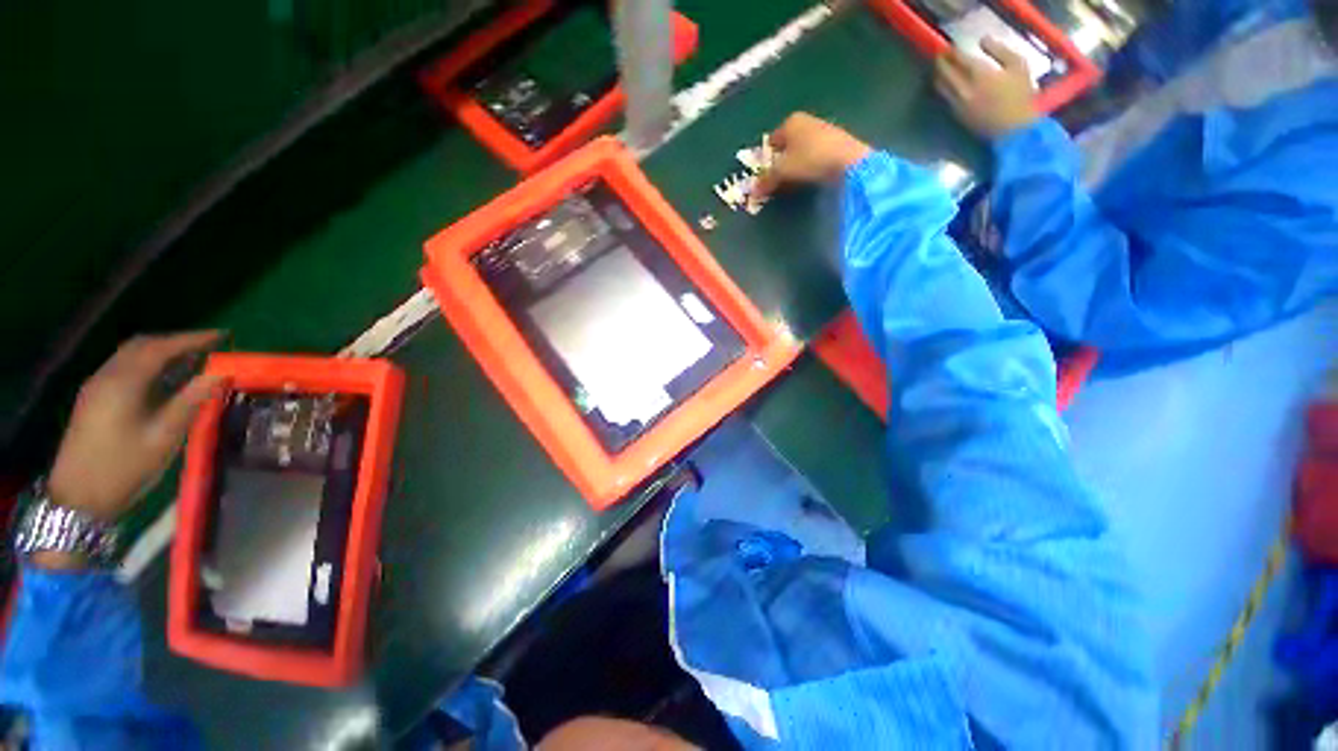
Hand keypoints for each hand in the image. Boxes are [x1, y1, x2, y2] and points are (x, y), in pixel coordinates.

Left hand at [47, 332, 225, 523]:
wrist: (78, 498)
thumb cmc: (124, 467)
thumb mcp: (164, 437)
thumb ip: (191, 401)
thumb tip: (220, 374)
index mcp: (124, 382)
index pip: (161, 348)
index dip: (192, 339)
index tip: (222, 336)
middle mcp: (107, 376)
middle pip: (142, 345)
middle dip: (176, 342)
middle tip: (208, 347)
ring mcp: (96, 387)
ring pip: (130, 355)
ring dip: (160, 352)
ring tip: (190, 360)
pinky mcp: (93, 398)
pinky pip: (123, 368)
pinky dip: (147, 364)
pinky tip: (162, 379)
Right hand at [753, 112, 870, 198]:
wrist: (848, 161)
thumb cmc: (809, 160)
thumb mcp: (783, 172)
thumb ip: (767, 180)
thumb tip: (753, 191)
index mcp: (790, 122)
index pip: (771, 141)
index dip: (767, 160)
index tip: (766, 177)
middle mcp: (806, 121)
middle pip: (787, 145)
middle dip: (782, 162)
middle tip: (779, 182)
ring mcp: (823, 130)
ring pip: (802, 150)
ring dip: (797, 165)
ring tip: (795, 182)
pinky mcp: (836, 142)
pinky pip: (816, 155)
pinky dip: (811, 165)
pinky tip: (813, 177)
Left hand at [934, 37, 1040, 137]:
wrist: (1013, 129)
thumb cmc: (1020, 95)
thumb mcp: (1018, 65)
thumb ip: (1000, 50)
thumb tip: (983, 40)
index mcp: (980, 74)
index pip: (959, 59)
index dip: (952, 52)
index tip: (949, 47)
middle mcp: (964, 88)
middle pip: (945, 73)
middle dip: (940, 63)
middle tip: (939, 57)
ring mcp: (958, 104)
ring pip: (941, 87)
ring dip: (938, 77)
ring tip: (939, 71)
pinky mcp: (956, 115)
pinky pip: (945, 99)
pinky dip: (943, 90)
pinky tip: (946, 86)